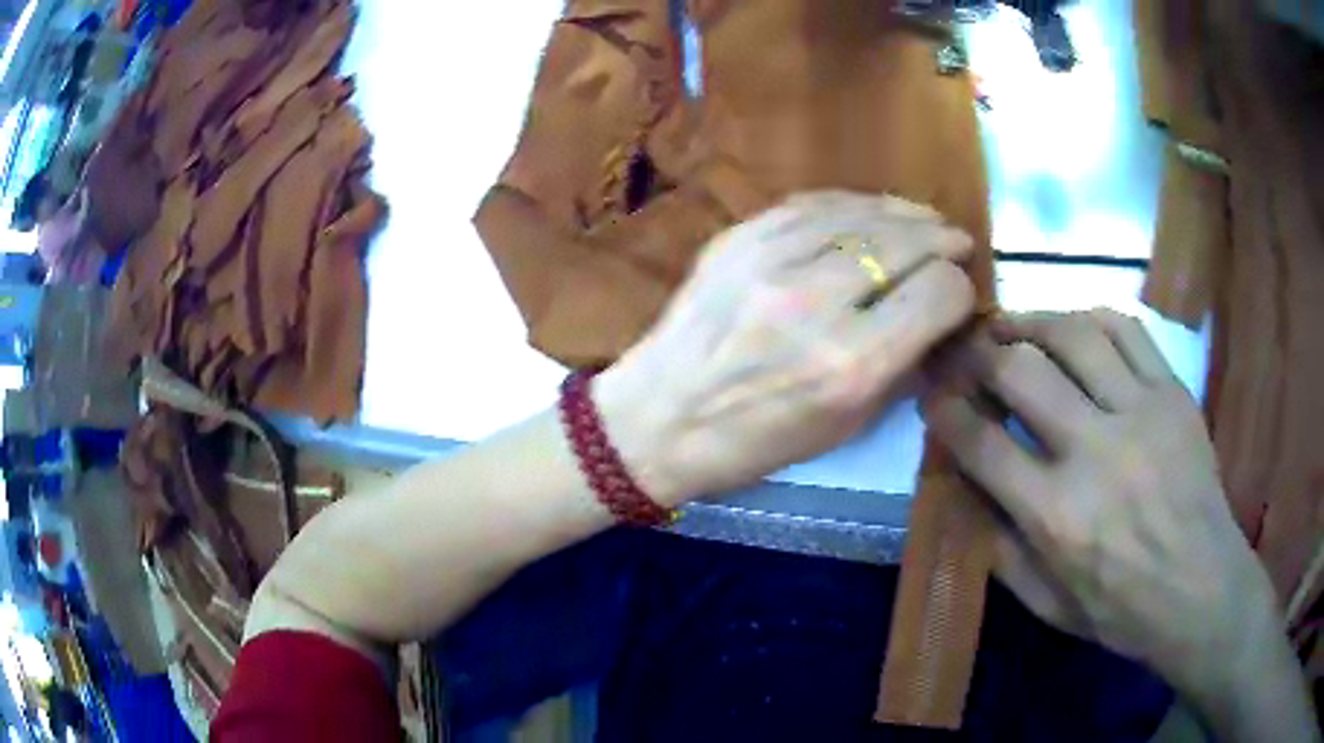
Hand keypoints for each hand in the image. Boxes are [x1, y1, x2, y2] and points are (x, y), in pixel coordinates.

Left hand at [595, 190, 976, 506]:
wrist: (658, 418)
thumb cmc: (755, 442)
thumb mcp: (844, 427)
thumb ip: (901, 366)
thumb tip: (939, 316)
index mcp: (850, 365)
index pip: (938, 295)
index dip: (959, 290)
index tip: (958, 295)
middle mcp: (816, 303)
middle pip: (906, 244)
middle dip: (942, 241)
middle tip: (957, 242)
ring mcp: (770, 261)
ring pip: (862, 213)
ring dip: (904, 213)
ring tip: (925, 220)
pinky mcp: (737, 239)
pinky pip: (812, 203)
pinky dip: (853, 204)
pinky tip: (872, 211)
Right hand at [925, 309, 1276, 693]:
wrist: (1201, 589)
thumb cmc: (1121, 610)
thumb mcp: (1047, 606)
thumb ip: (1001, 550)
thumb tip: (967, 492)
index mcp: (1056, 515)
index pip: (982, 443)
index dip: (946, 412)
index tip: (933, 397)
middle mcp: (1094, 451)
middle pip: (1022, 372)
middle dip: (980, 355)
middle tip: (968, 352)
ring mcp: (1140, 412)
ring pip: (1074, 335)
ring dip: (1032, 323)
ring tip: (1013, 327)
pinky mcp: (1172, 393)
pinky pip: (1126, 330)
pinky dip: (1090, 319)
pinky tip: (1074, 327)